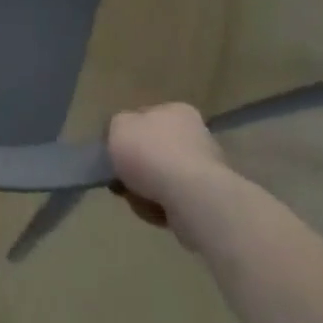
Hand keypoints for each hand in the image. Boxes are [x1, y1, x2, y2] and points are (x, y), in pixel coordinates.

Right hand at [108, 103, 229, 232]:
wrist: (191, 198)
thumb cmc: (151, 153)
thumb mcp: (117, 127)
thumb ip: (115, 126)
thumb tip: (122, 138)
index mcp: (176, 111)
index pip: (145, 117)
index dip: (126, 134)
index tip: (114, 152)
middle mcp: (195, 135)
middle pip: (154, 151)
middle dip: (136, 167)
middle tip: (122, 179)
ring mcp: (205, 169)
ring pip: (162, 179)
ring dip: (146, 190)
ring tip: (137, 199)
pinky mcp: (208, 199)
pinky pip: (173, 202)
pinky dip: (161, 207)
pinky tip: (154, 211)